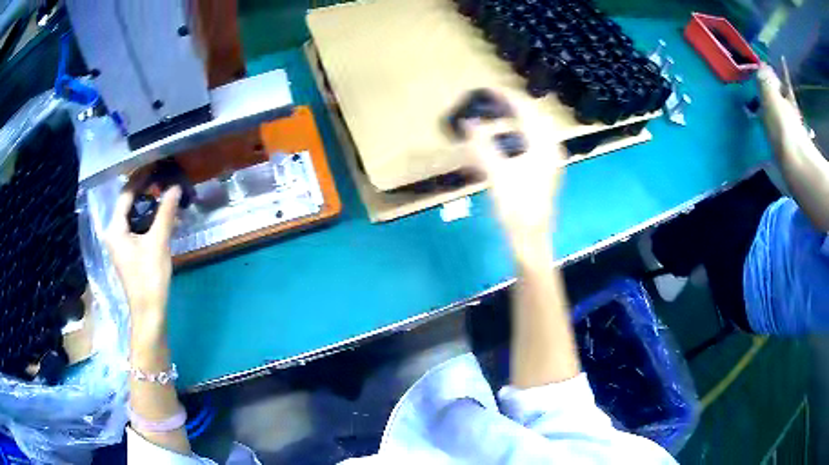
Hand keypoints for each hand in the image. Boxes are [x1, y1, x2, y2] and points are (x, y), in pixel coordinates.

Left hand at [105, 186, 180, 343]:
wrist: (149, 313)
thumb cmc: (150, 278)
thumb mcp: (158, 243)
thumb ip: (165, 213)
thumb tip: (175, 187)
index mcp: (115, 228)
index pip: (126, 194)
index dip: (141, 178)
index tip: (157, 165)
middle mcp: (113, 233)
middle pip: (128, 203)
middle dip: (145, 189)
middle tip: (163, 177)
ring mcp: (119, 243)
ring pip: (132, 215)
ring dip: (147, 204)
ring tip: (164, 193)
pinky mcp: (127, 252)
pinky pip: (136, 226)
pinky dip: (147, 218)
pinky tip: (160, 216)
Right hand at [462, 99, 565, 258]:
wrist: (530, 237)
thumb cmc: (516, 206)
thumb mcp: (496, 174)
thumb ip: (481, 145)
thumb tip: (468, 123)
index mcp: (544, 145)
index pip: (526, 110)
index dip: (506, 97)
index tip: (487, 88)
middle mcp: (552, 148)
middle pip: (533, 116)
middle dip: (512, 105)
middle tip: (491, 100)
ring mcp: (551, 159)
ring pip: (535, 128)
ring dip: (517, 119)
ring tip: (498, 114)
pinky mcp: (546, 169)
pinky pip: (534, 141)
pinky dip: (520, 134)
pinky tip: (507, 139)